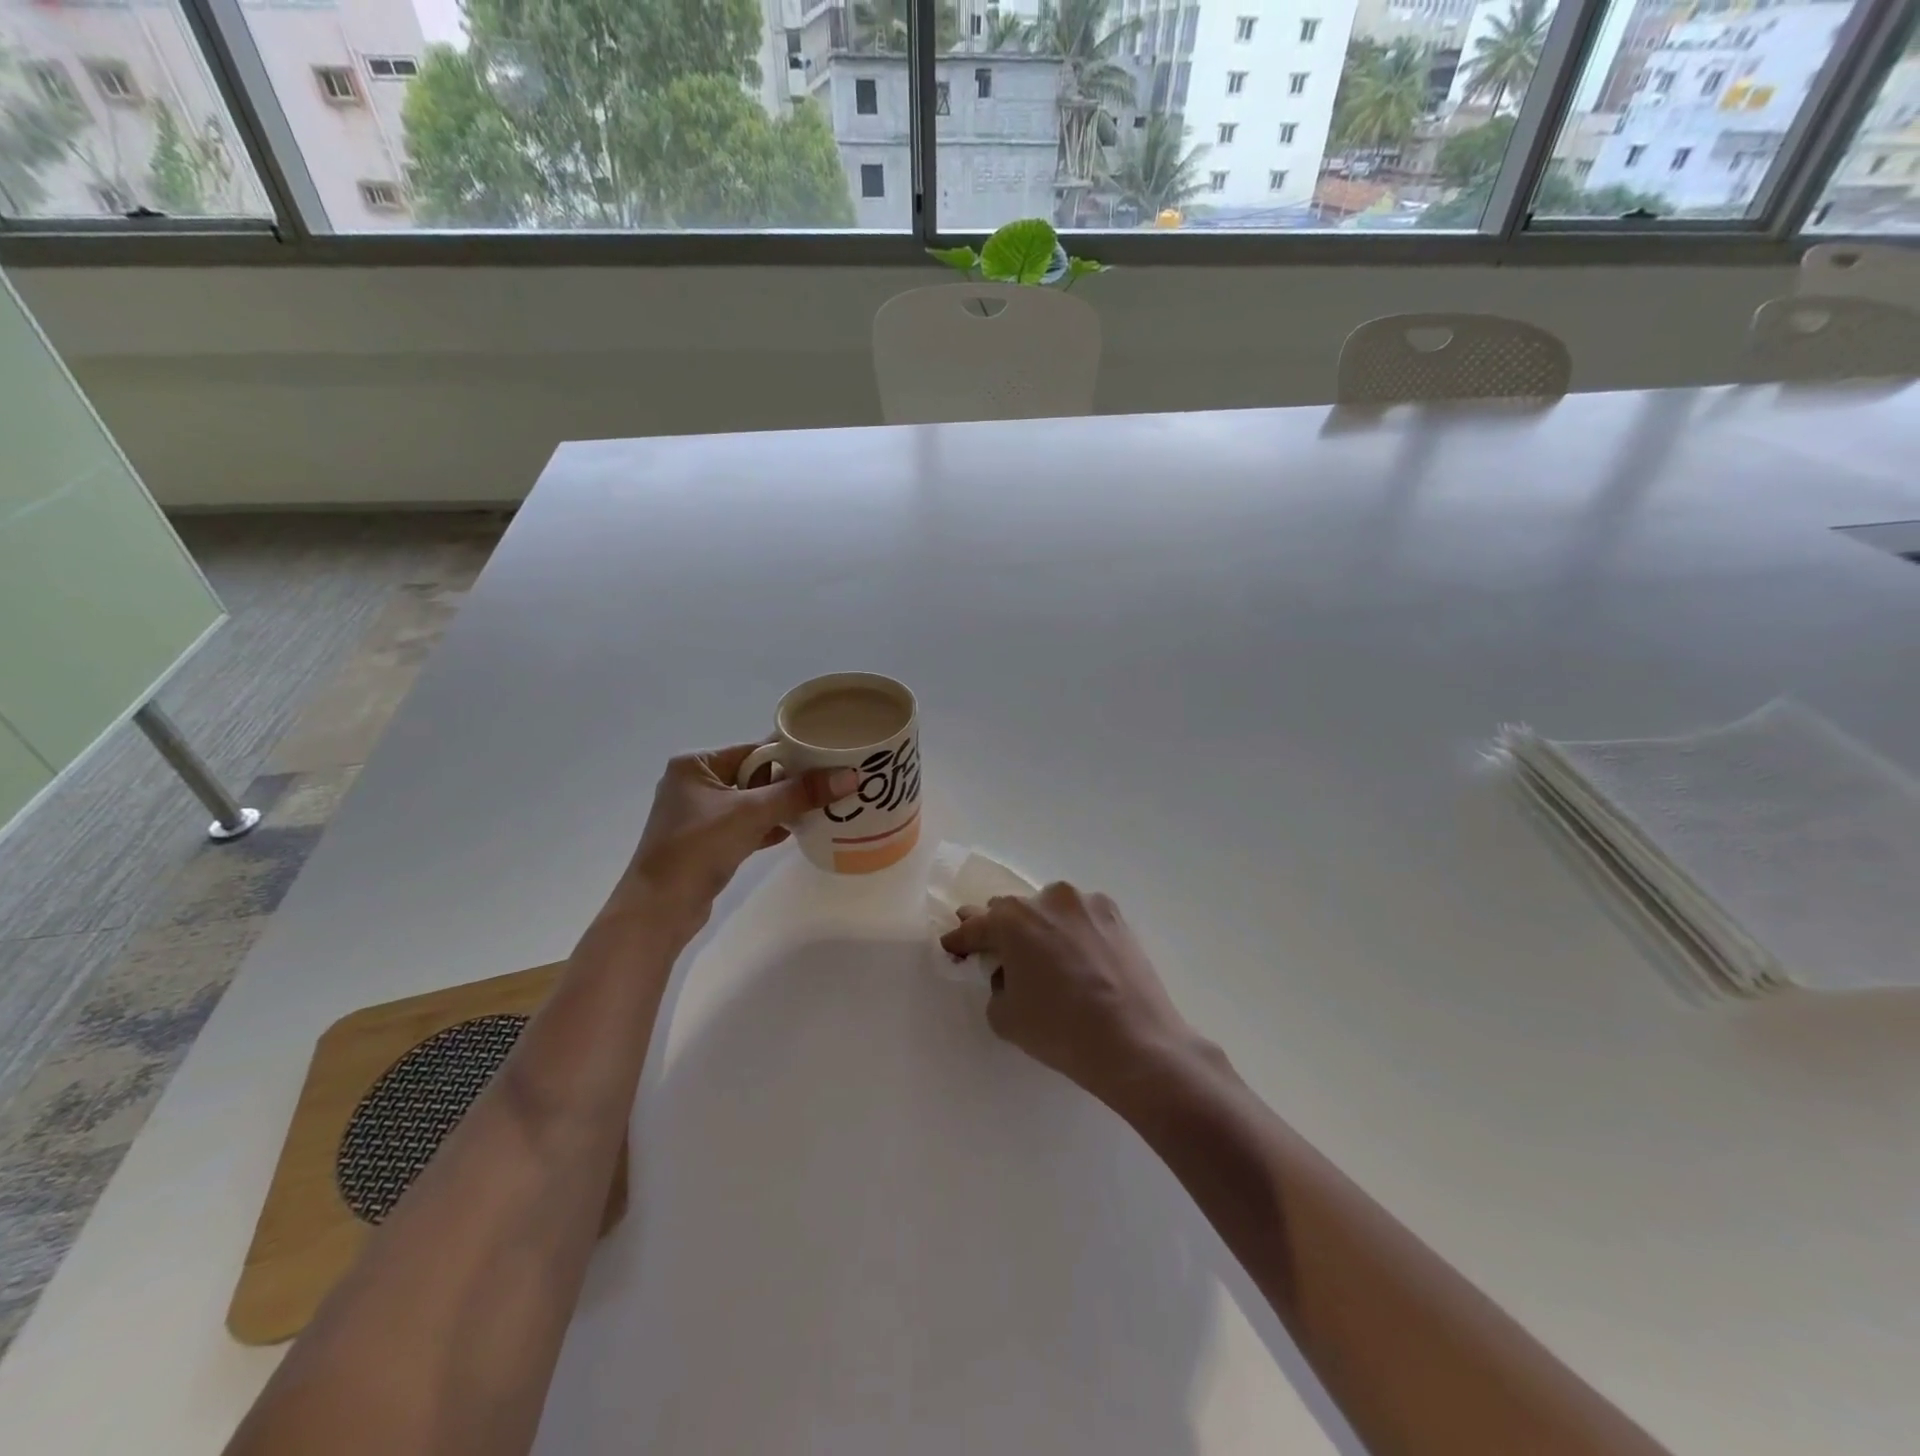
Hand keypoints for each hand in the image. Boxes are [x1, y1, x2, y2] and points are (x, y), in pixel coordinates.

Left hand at [613, 744, 855, 929]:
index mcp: (696, 764)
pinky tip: (798, 831)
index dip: (791, 755)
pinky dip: (770, 826)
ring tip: (823, 807)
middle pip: (756, 775)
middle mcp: (695, 784)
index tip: (828, 758)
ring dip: (783, 806)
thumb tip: (850, 776)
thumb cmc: (698, 848)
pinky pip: (747, 825)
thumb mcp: (752, 813)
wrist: (659, 909)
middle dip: (791, 783)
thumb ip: (800, 793)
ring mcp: (700, 815)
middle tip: (831, 785)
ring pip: (753, 802)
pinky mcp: (707, 842)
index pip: (754, 750)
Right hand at [939, 883, 1197, 1109]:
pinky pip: (1082, 919)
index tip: (953, 946)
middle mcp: (1048, 898)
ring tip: (1048, 959)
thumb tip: (1010, 973)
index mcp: (1013, 920)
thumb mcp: (1005, 1017)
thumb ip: (997, 984)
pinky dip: (1074, 933)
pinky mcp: (1116, 916)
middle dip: (1002, 929)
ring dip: (1042, 928)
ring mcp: (1086, 904)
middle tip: (999, 951)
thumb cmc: (1060, 1031)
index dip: (961, 939)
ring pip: (1051, 910)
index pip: (975, 926)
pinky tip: (1081, 960)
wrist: (1135, 1042)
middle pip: (1013, 910)